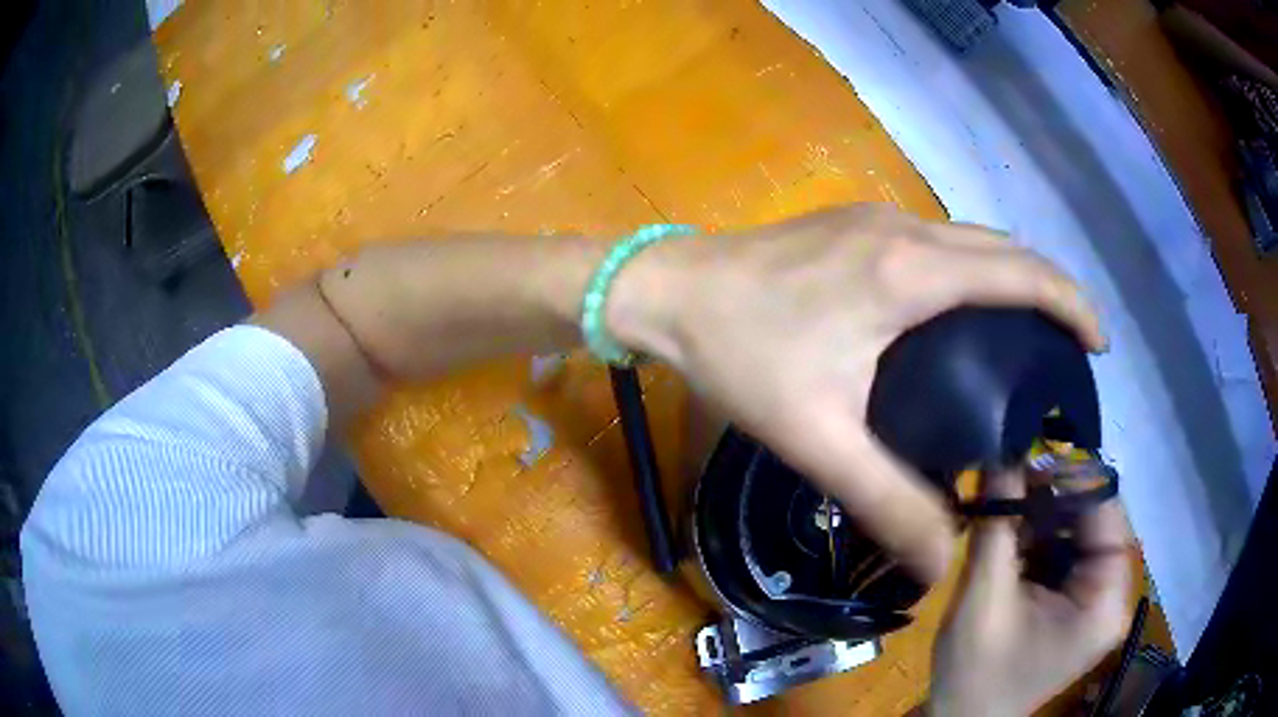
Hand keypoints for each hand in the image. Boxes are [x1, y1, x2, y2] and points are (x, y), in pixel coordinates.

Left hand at [609, 205, 1105, 582]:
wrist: (665, 291)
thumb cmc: (739, 354)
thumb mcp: (816, 437)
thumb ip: (885, 501)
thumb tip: (936, 561)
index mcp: (910, 272)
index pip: (1021, 274)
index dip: (1071, 303)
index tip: (1098, 343)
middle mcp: (905, 230)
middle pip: (1004, 248)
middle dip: (1050, 288)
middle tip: (1069, 347)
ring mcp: (877, 218)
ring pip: (971, 238)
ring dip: (1012, 274)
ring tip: (1032, 330)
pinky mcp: (854, 223)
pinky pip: (938, 239)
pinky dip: (973, 268)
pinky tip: (965, 310)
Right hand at [929, 471, 1131, 715]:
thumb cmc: (976, 673)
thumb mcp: (985, 598)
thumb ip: (997, 525)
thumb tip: (1001, 452)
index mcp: (1104, 600)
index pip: (1107, 515)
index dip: (1074, 481)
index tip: (1031, 457)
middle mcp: (1110, 595)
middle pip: (1094, 523)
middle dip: (1052, 500)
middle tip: (1010, 479)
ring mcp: (1093, 601)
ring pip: (1077, 535)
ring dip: (1040, 519)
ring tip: (1003, 507)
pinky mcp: (1075, 605)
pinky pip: (1064, 556)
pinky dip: (1037, 541)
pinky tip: (1009, 538)